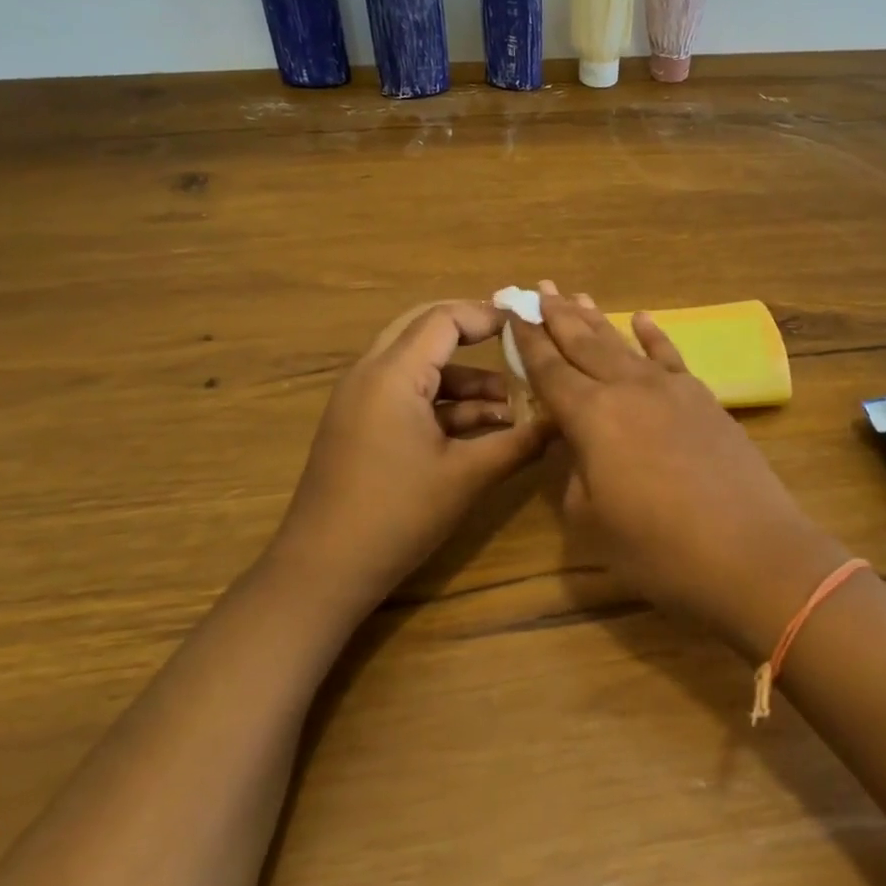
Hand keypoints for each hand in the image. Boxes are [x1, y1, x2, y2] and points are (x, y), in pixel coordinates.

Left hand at [274, 300, 547, 619]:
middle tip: (518, 346)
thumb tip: (563, 421)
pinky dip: (444, 402)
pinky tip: (481, 428)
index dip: (488, 316)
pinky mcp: (361, 424)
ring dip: (464, 378)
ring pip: (419, 365)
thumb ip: (518, 443)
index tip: (529, 325)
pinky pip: (407, 393)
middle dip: (474, 336)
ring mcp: (361, 400)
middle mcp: (371, 374)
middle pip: (425, 330)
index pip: (444, 319)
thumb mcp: (466, 477)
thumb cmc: (397, 515)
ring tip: (512, 406)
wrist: (323, 570)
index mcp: (393, 374)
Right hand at [511, 285, 847, 658]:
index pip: (549, 370)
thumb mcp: (592, 521)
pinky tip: (642, 318)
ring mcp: (670, 389)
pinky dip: (653, 335)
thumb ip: (574, 475)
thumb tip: (578, 448)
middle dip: (556, 315)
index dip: (527, 341)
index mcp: (591, 417)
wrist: (751, 553)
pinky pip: (671, 356)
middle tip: (537, 288)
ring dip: (595, 318)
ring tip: (574, 295)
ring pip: (622, 343)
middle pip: (583, 344)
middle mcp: (627, 389)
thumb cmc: (660, 549)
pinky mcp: (703, 398)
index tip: (513, 311)